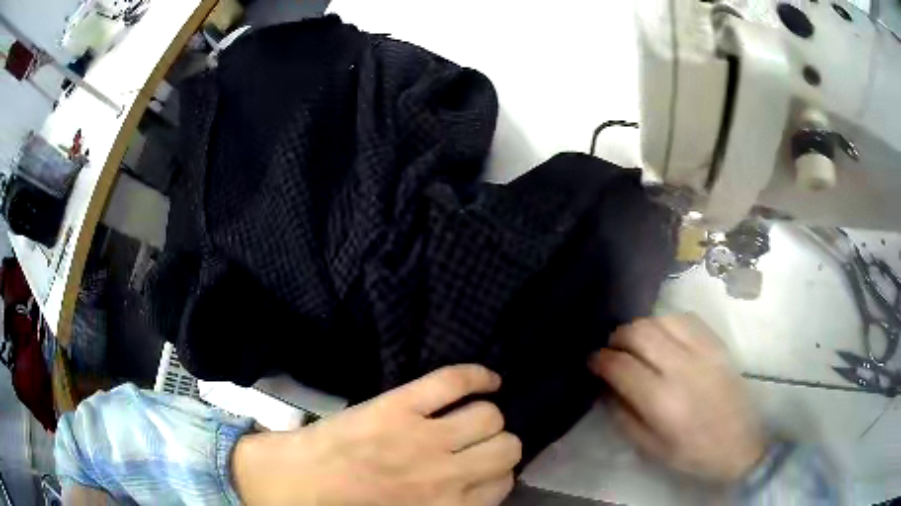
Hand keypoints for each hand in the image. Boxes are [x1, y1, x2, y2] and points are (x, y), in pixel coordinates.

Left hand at [232, 365, 520, 504]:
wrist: (294, 484)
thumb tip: (478, 491)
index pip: (503, 484)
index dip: (496, 475)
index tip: (482, 471)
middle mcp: (447, 475)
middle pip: (507, 448)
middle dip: (499, 446)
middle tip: (478, 446)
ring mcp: (424, 436)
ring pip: (489, 416)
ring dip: (487, 417)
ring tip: (473, 417)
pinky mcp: (400, 405)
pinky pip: (454, 380)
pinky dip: (478, 375)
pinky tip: (487, 380)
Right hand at [589, 314, 766, 481]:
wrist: (738, 443)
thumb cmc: (691, 453)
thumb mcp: (650, 448)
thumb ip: (623, 416)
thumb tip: (606, 387)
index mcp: (661, 401)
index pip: (620, 366)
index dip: (599, 360)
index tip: (592, 361)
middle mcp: (681, 368)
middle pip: (639, 333)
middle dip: (617, 337)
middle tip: (611, 349)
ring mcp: (702, 351)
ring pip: (660, 319)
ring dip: (640, 327)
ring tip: (635, 342)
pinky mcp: (716, 344)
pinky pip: (685, 318)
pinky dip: (666, 321)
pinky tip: (663, 335)